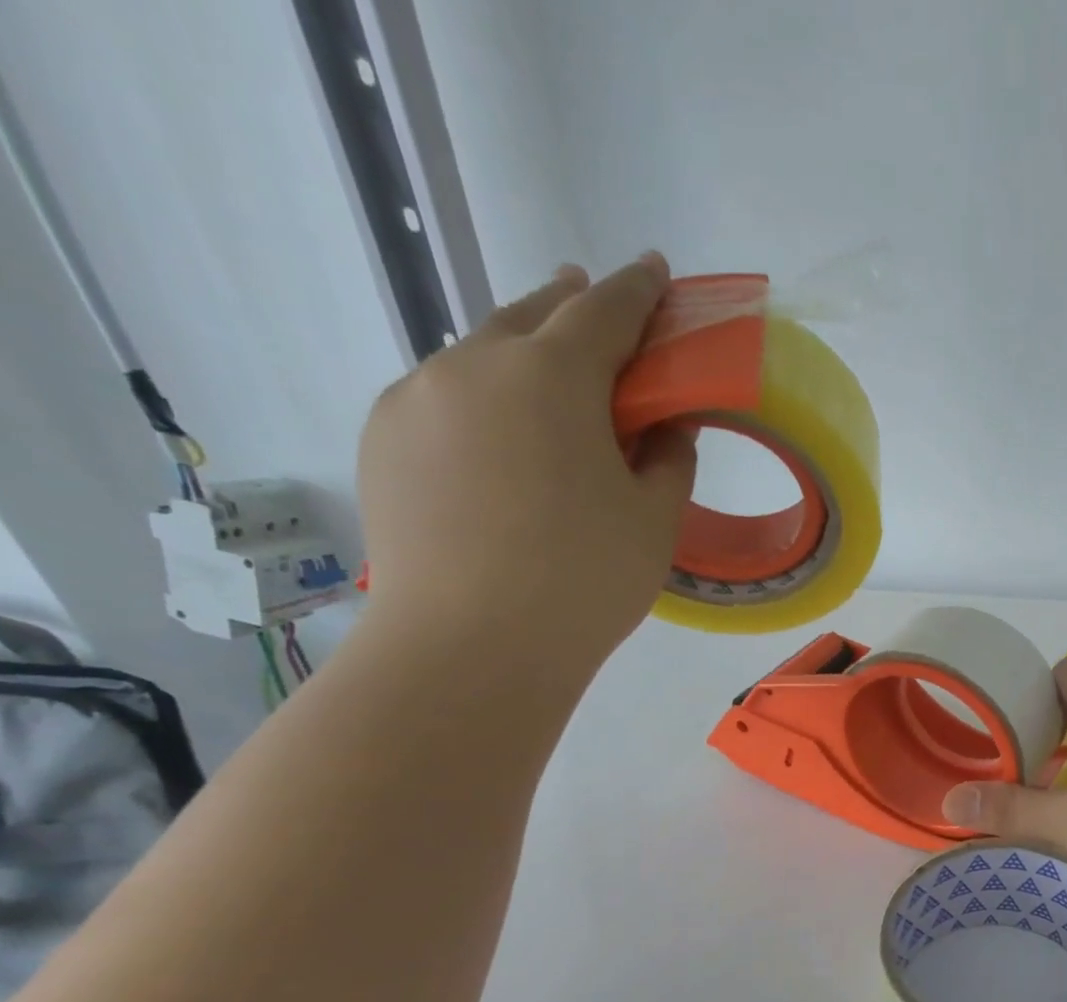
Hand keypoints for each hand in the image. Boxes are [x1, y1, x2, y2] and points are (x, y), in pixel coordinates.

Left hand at [355, 253, 696, 676]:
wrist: (471, 649)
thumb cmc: (585, 581)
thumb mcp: (654, 520)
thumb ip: (669, 458)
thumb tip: (666, 425)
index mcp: (552, 375)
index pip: (606, 310)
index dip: (639, 289)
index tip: (657, 273)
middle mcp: (474, 365)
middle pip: (531, 315)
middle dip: (572, 306)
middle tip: (600, 313)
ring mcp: (416, 399)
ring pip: (480, 355)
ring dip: (522, 355)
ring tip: (549, 384)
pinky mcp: (383, 441)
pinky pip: (443, 398)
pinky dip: (481, 400)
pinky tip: (499, 442)